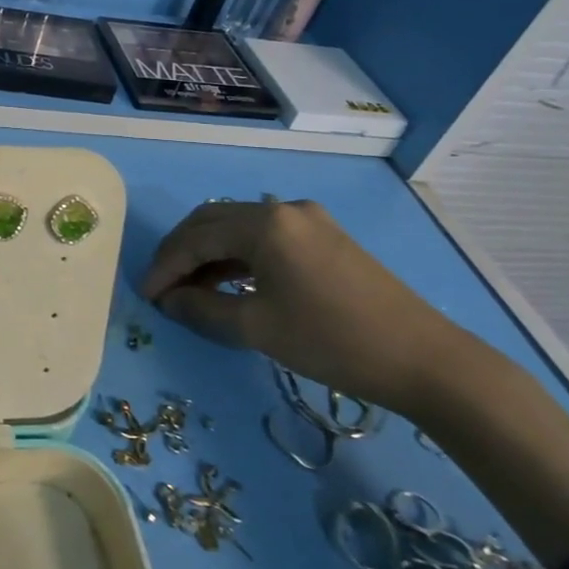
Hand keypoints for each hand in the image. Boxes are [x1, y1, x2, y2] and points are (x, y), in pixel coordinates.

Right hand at [140, 196, 465, 418]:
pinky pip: (265, 239)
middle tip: (161, 287)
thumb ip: (202, 310)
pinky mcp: (325, 238)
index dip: (164, 267)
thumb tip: (168, 301)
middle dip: (181, 253)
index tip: (144, 296)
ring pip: (238, 228)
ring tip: (188, 290)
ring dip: (208, 255)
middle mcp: (283, 209)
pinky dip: (237, 258)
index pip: (196, 238)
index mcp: (264, 223)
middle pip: (213, 222)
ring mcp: (308, 220)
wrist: (424, 359)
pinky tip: (227, 283)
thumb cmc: (331, 340)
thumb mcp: (256, 328)